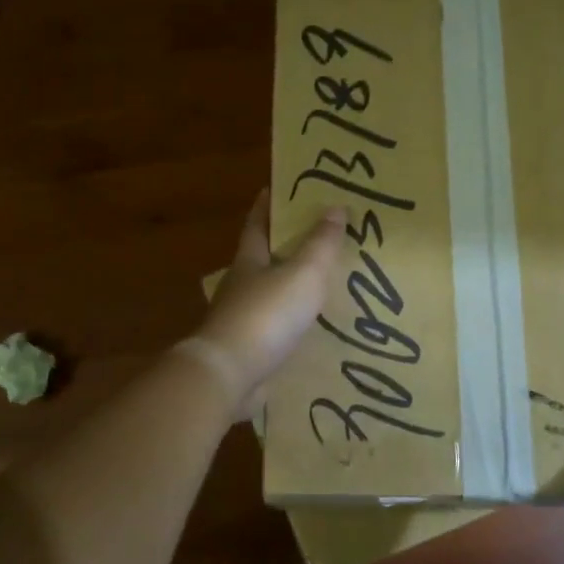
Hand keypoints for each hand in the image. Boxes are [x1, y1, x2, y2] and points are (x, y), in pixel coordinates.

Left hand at [195, 190, 346, 415]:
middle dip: (285, 247)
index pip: (257, 224)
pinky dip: (293, 326)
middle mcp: (241, 287)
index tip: (277, 188)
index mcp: (249, 262)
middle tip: (318, 238)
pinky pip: (276, 331)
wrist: (230, 375)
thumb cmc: (266, 315)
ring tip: (324, 286)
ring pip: (270, 296)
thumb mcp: (302, 274)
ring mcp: (242, 321)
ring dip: (292, 289)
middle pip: (263, 260)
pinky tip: (313, 331)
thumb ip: (320, 244)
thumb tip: (334, 207)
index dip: (267, 205)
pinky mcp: (249, 352)